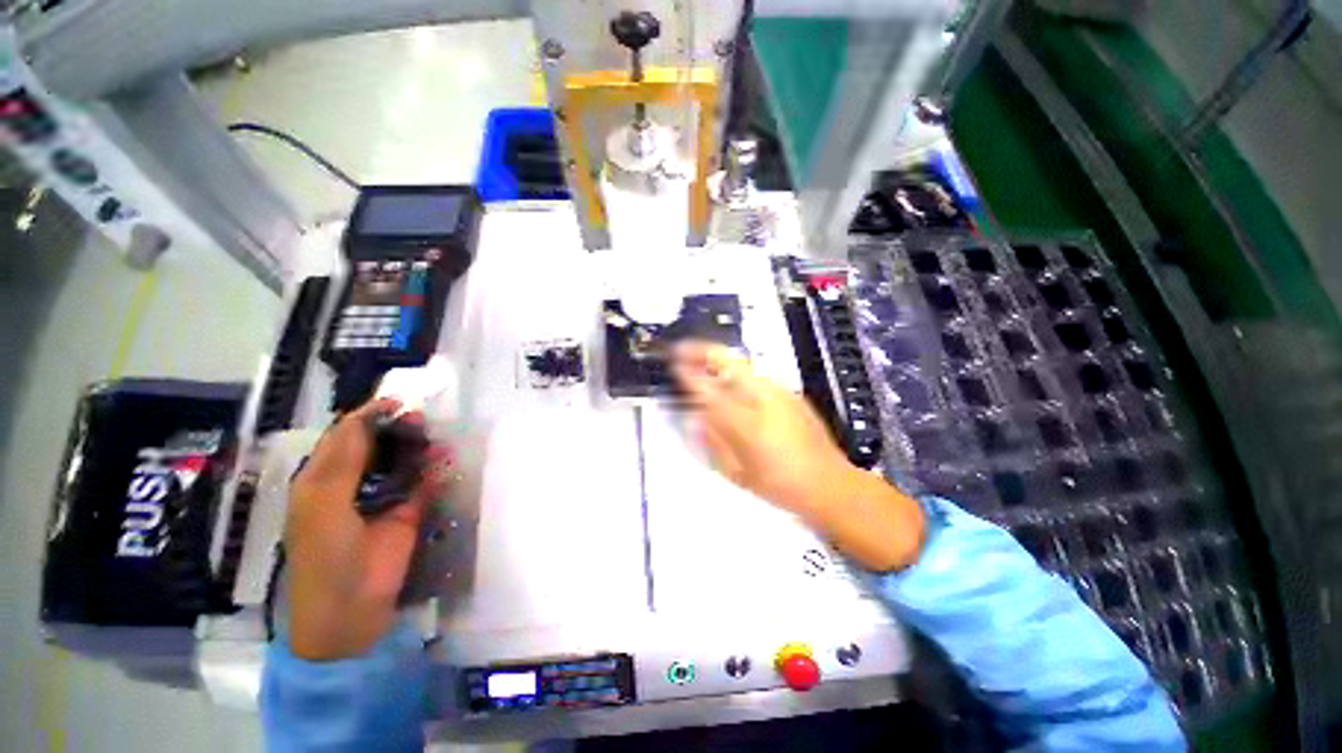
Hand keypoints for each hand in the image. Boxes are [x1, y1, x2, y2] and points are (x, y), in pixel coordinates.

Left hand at [285, 399, 451, 660]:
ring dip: (418, 446)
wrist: (350, 612)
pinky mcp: (408, 512)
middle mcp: (352, 483)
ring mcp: (382, 498)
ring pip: (402, 460)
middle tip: (421, 420)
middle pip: (377, 444)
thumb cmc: (325, 558)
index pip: (344, 436)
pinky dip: (436, 469)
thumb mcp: (323, 507)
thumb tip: (366, 419)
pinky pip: (424, 482)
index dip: (368, 416)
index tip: (397, 403)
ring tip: (434, 436)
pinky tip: (446, 458)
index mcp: (322, 479)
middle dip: (397, 428)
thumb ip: (343, 463)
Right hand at [671, 342, 850, 518]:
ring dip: (719, 361)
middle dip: (702, 350)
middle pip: (728, 361)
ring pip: (743, 365)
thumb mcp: (738, 473)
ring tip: (703, 365)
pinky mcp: (790, 393)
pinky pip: (756, 377)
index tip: (674, 364)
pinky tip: (732, 386)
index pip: (709, 390)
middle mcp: (763, 398)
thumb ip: (713, 441)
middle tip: (684, 349)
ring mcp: (779, 392)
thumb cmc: (779, 485)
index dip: (688, 374)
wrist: (829, 483)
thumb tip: (697, 416)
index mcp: (746, 422)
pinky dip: (737, 375)